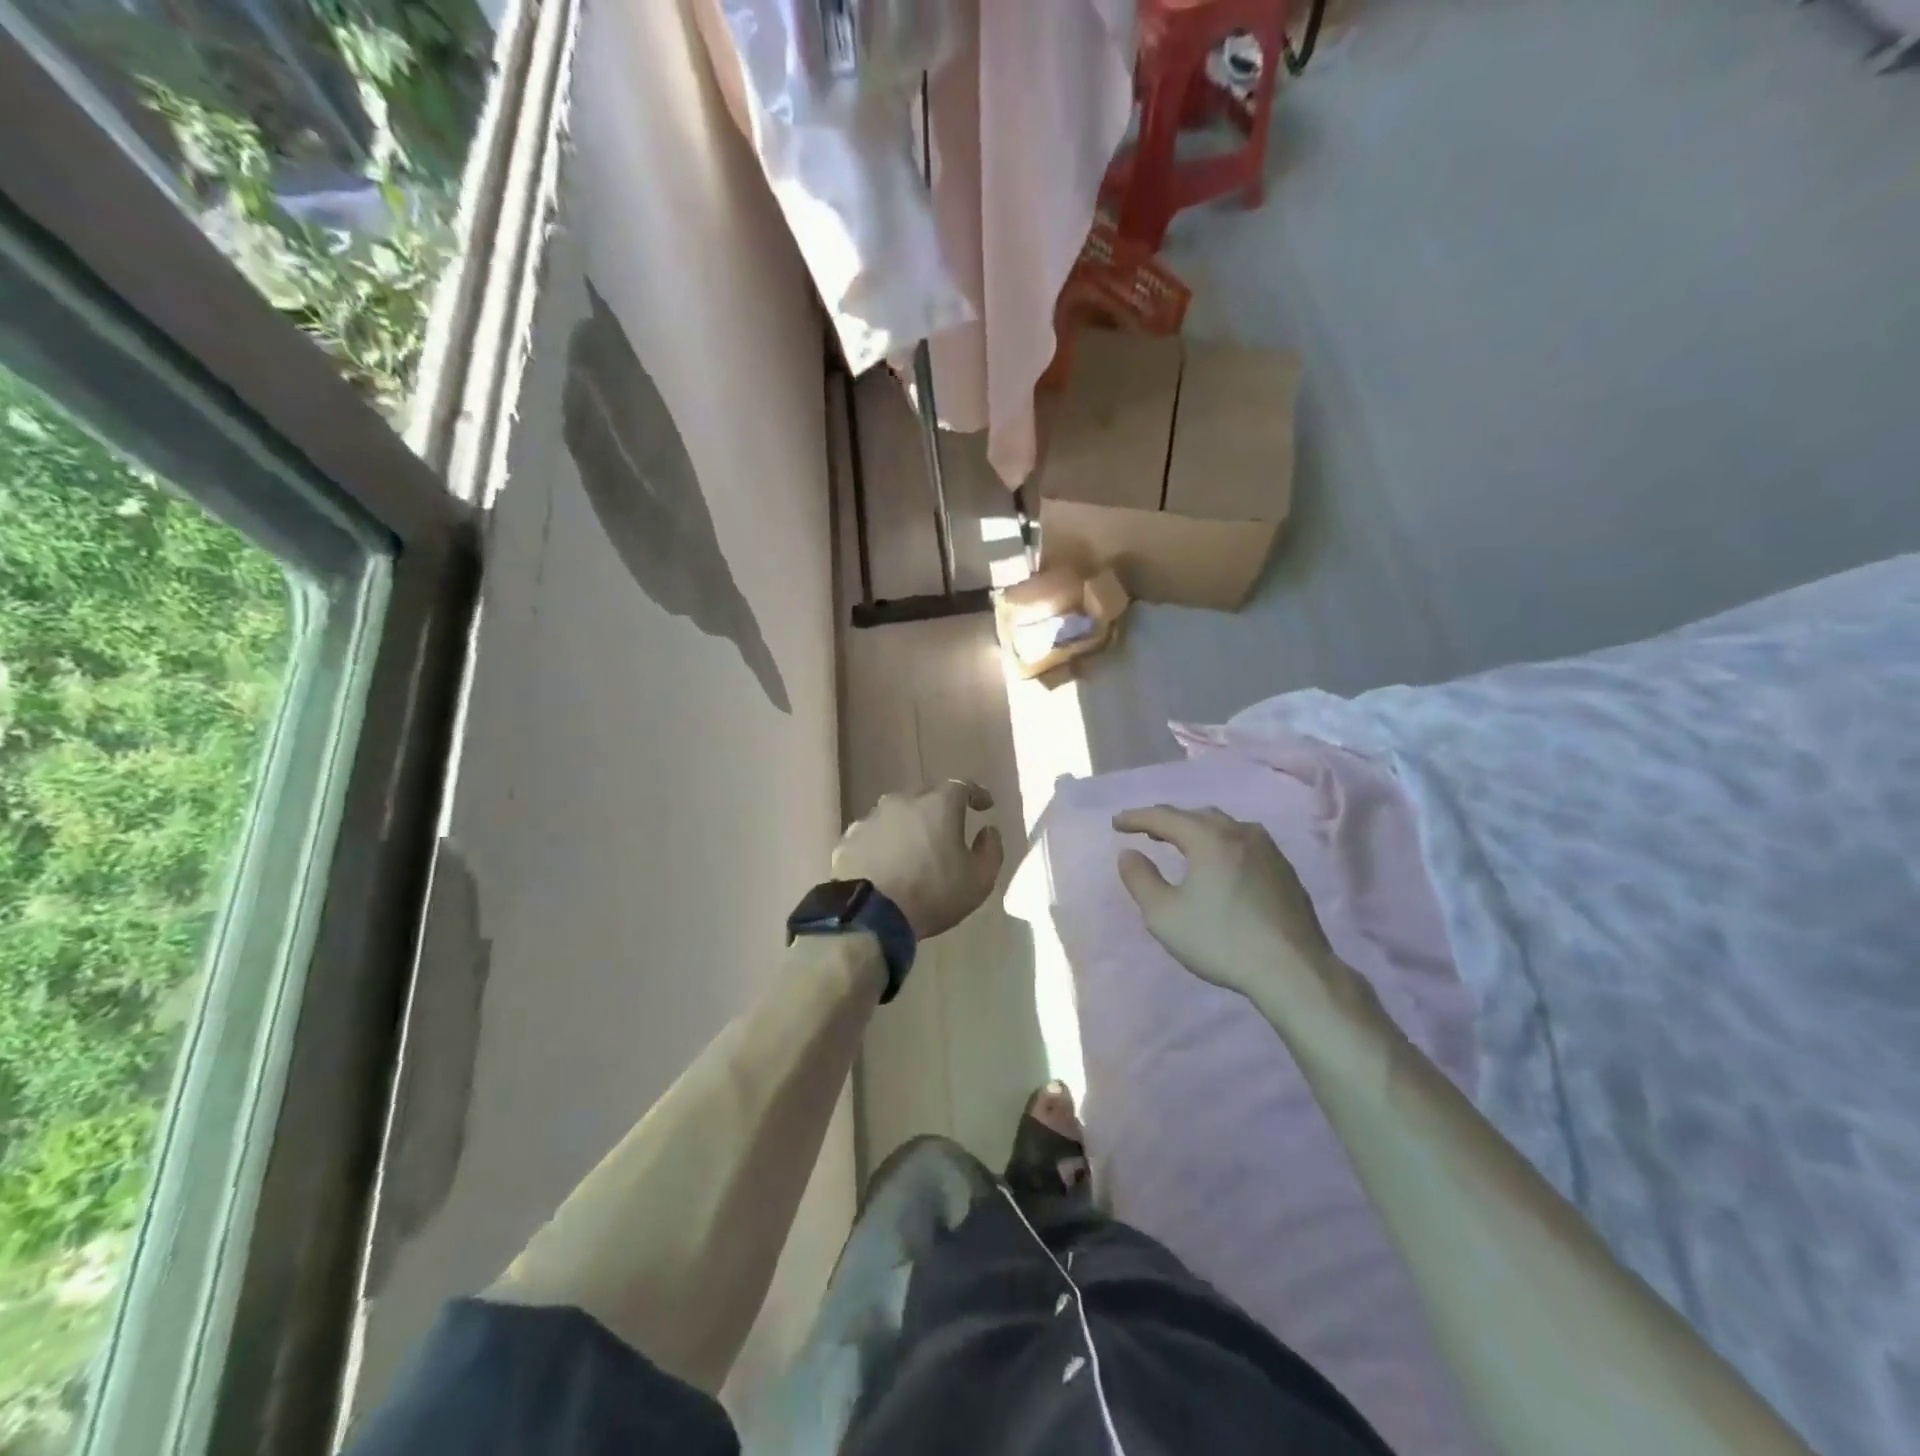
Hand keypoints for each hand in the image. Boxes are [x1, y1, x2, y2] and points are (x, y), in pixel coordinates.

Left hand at [835, 781, 1003, 939]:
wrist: (869, 915)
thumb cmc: (932, 894)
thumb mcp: (979, 880)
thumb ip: (991, 850)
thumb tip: (988, 831)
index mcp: (938, 805)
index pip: (962, 786)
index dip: (976, 794)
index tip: (984, 806)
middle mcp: (902, 802)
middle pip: (926, 796)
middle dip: (940, 808)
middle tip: (948, 829)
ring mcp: (871, 818)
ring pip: (896, 814)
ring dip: (908, 826)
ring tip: (913, 849)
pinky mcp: (849, 839)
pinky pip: (873, 834)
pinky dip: (883, 843)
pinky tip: (885, 863)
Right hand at [1114, 806, 1346, 1005]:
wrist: (1293, 970)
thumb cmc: (1220, 940)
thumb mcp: (1164, 915)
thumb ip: (1140, 879)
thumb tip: (1128, 853)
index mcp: (1208, 837)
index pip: (1164, 816)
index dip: (1136, 818)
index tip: (1116, 823)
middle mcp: (1240, 832)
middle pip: (1196, 815)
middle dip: (1168, 820)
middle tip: (1147, 831)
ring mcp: (1268, 850)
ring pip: (1225, 827)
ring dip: (1198, 830)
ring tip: (1182, 844)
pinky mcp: (1285, 870)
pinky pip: (1244, 843)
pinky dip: (1222, 844)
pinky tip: (1219, 865)